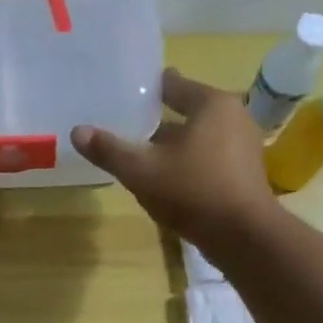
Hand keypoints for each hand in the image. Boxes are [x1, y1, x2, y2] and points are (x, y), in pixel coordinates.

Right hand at [71, 68, 276, 245]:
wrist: (244, 237)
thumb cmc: (193, 191)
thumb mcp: (142, 171)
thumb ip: (109, 150)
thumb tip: (77, 131)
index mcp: (211, 103)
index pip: (172, 84)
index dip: (144, 89)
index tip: (121, 94)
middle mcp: (233, 116)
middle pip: (185, 111)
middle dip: (156, 121)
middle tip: (124, 127)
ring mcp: (244, 145)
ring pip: (197, 137)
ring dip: (172, 145)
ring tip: (141, 155)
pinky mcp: (245, 172)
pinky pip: (209, 157)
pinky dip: (188, 162)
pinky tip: (167, 179)